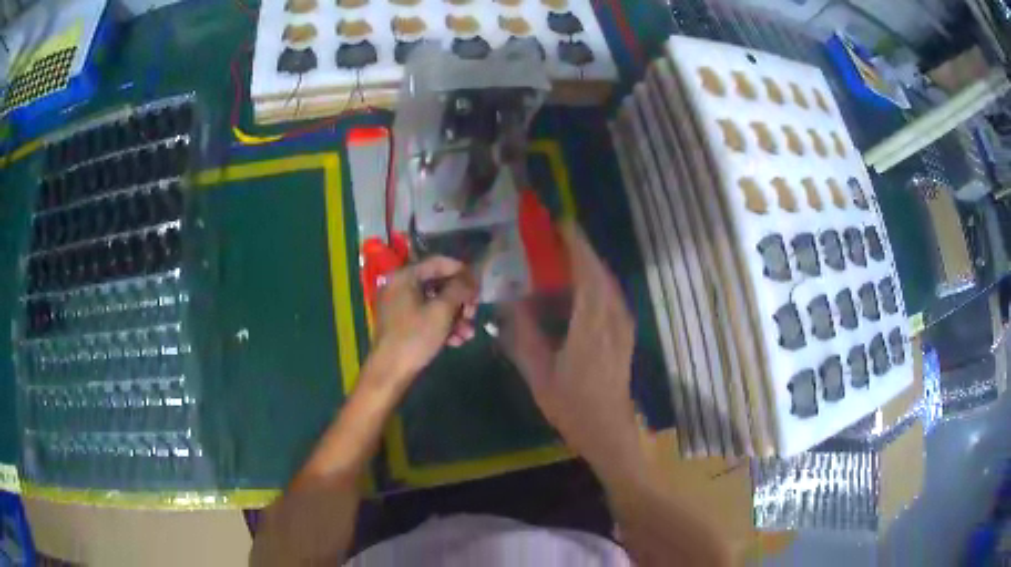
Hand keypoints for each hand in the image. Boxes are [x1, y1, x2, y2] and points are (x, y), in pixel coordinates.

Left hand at [370, 257, 478, 385]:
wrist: (390, 372)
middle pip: (438, 284)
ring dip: (455, 316)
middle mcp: (400, 286)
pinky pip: (427, 317)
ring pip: (435, 303)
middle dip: (460, 300)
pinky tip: (457, 341)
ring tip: (468, 333)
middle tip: (473, 313)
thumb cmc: (414, 337)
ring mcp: (399, 306)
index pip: (439, 263)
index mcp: (405, 277)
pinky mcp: (402, 324)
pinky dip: (443, 325)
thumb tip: (472, 277)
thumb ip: (459, 289)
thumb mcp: (441, 311)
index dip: (462, 271)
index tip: (479, 286)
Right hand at [500, 224, 642, 477]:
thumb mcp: (539, 375)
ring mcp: (623, 327)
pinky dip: (599, 282)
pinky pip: (614, 296)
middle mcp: (612, 320)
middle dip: (582, 249)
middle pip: (600, 273)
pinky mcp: (626, 335)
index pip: (587, 274)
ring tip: (568, 256)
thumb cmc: (572, 407)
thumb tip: (512, 303)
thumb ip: (525, 337)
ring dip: (591, 264)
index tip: (561, 225)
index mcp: (590, 327)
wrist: (609, 431)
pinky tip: (585, 287)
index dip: (576, 246)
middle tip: (557, 236)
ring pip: (610, 283)